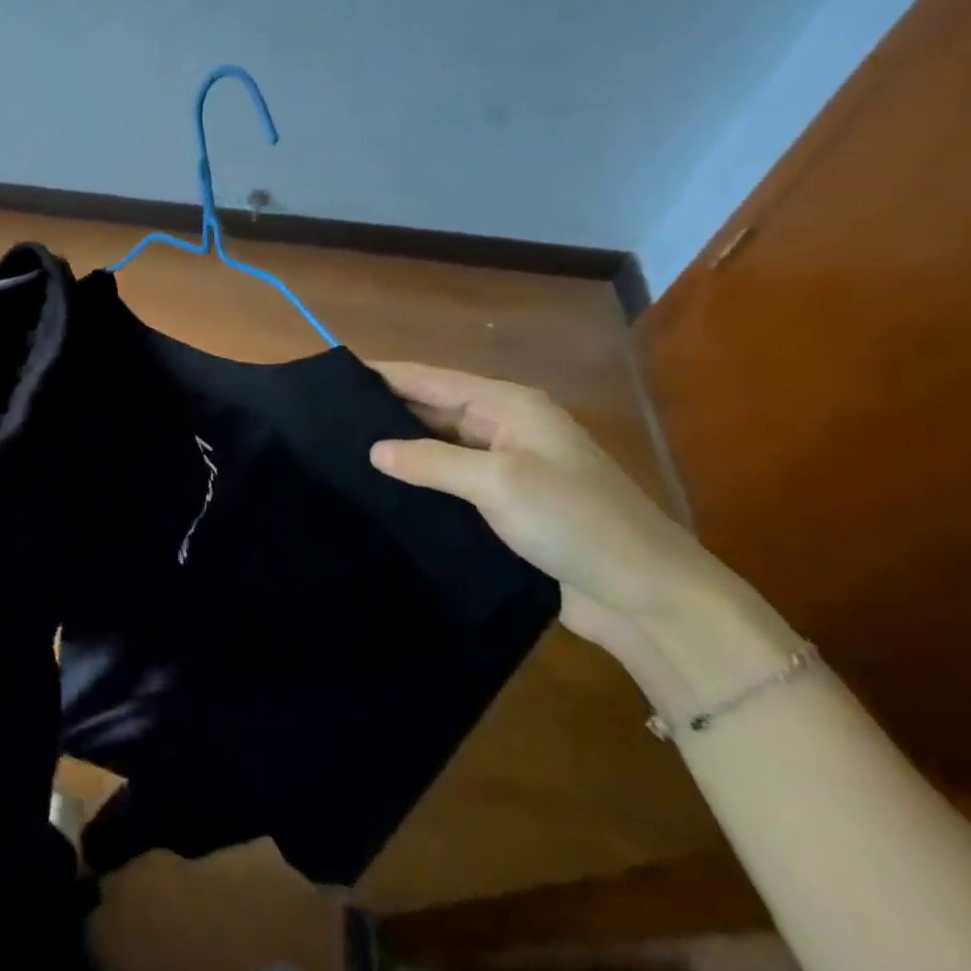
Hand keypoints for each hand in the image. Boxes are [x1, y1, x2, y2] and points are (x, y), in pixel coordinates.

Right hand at [366, 362, 738, 654]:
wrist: (646, 595)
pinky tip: (379, 489)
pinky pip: (447, 480)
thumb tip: (372, 450)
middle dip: (383, 411)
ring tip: (338, 452)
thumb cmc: (576, 521)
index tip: (331, 376)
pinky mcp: (502, 504)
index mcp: (508, 405)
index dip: (381, 375)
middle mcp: (503, 427)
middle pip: (430, 408)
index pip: (429, 378)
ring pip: (436, 446)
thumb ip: (430, 461)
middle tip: (324, 420)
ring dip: (397, 448)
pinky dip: (416, 480)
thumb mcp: (499, 482)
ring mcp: (504, 466)